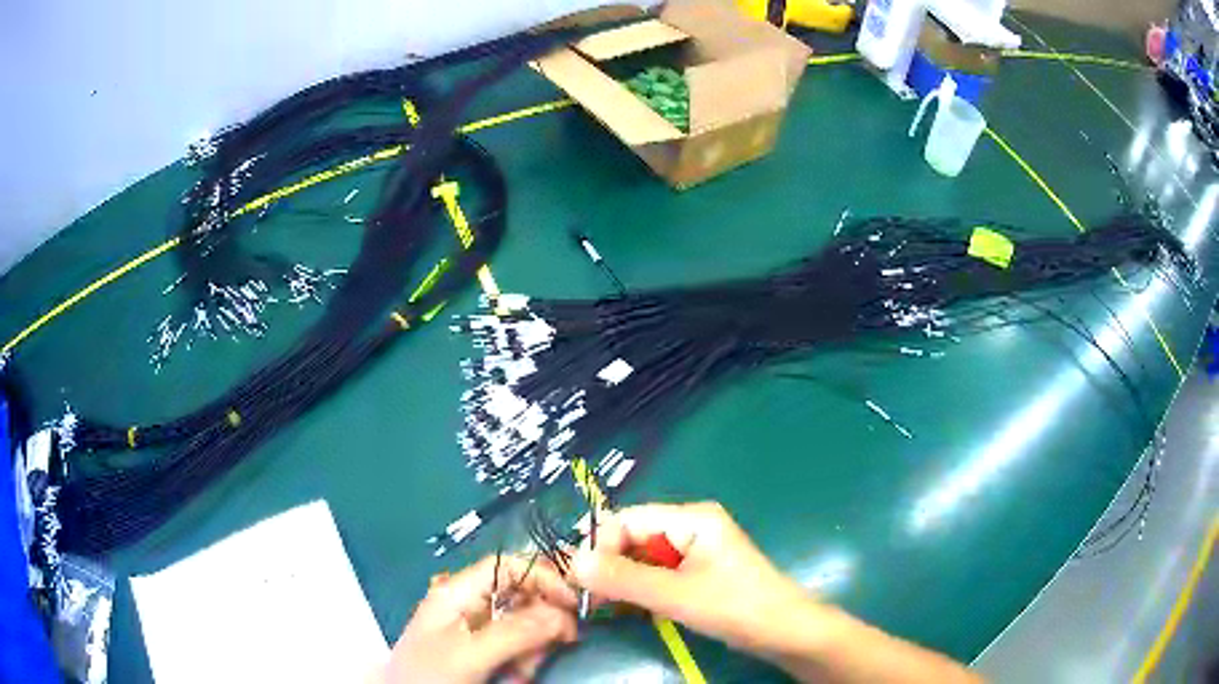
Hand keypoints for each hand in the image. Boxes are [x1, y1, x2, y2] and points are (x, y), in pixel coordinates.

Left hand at [378, 555, 578, 683]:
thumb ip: (514, 632)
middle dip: (540, 625)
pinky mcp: (486, 653)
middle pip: (524, 597)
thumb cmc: (429, 675)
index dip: (544, 576)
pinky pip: (520, 649)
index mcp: (459, 592)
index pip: (508, 566)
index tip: (574, 602)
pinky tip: (515, 678)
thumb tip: (562, 615)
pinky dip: (525, 664)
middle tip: (541, 653)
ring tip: (519, 674)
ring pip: (527, 627)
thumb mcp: (469, 654)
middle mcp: (471, 606)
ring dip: (533, 651)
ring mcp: (479, 631)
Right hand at [571, 501, 812, 655]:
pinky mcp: (699, 573)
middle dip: (610, 566)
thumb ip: (623, 579)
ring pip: (643, 558)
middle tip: (590, 599)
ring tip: (607, 607)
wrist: (785, 632)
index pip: (627, 519)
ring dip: (623, 580)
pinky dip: (641, 590)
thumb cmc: (735, 607)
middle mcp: (691, 526)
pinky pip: (658, 574)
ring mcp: (696, 551)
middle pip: (634, 537)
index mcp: (691, 518)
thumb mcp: (675, 595)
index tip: (582, 581)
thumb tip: (572, 562)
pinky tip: (632, 609)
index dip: (600, 547)